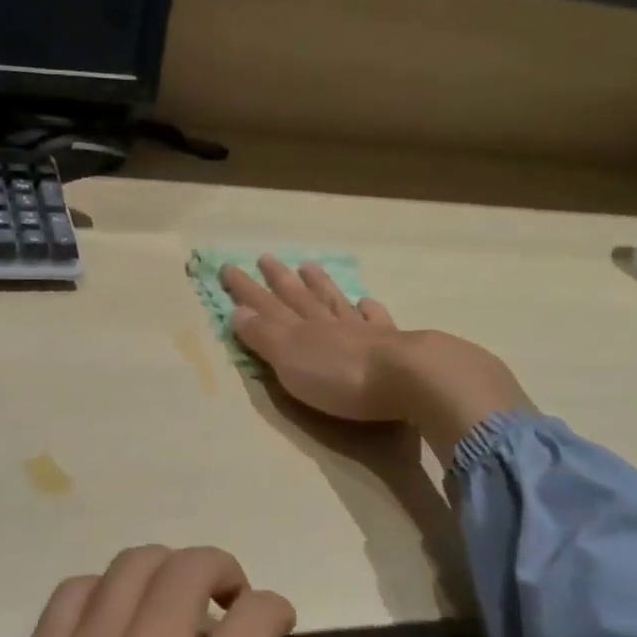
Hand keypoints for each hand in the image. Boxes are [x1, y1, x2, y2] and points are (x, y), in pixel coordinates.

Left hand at [0, 547, 300, 636]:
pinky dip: (106, 592)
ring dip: (167, 573)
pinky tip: (113, 627)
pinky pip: (73, 592)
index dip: (276, 611)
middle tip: (228, 604)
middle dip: (224, 571)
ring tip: (173, 608)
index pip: (254, 619)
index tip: (273, 626)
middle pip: (190, 569)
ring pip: (132, 566)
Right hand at [221, 255, 532, 456]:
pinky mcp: (392, 344)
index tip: (228, 267)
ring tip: (309, 266)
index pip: (266, 305)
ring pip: (334, 301)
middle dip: (279, 279)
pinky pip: (375, 319)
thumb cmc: (340, 377)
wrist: (409, 378)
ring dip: (320, 285)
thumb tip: (237, 312)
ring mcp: (361, 331)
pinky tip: (367, 302)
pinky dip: (368, 309)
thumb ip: (264, 336)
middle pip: (299, 297)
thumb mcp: (290, 360)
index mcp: (300, 329)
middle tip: (265, 257)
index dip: (246, 289)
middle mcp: (328, 323)